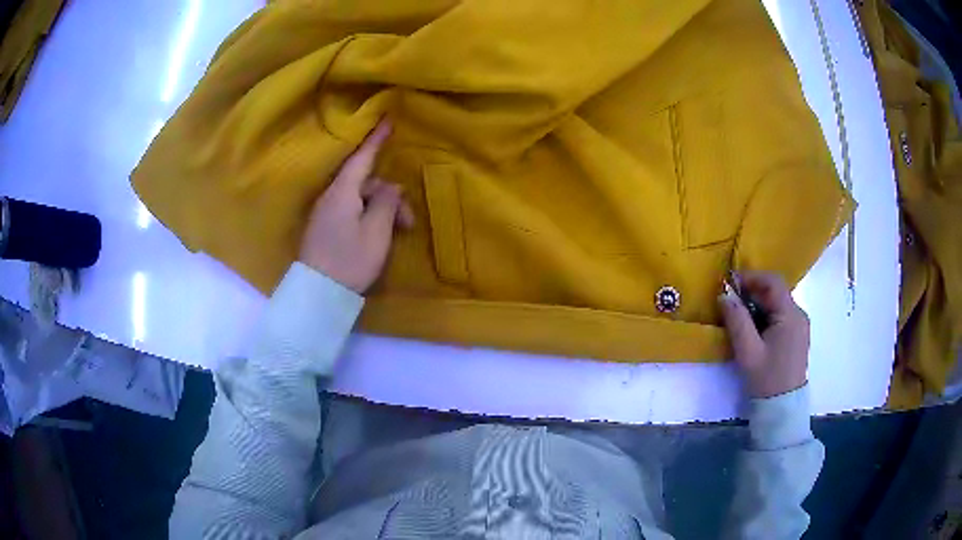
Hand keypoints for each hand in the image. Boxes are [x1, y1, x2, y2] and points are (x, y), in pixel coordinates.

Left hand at [298, 120, 413, 293]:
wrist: (317, 294)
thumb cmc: (349, 260)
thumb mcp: (377, 231)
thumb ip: (386, 203)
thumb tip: (391, 187)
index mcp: (342, 192)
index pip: (362, 157)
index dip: (376, 139)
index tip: (387, 120)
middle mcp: (331, 196)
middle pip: (365, 183)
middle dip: (390, 196)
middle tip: (408, 223)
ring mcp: (326, 213)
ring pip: (360, 199)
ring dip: (381, 210)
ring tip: (397, 233)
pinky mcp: (325, 228)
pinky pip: (351, 210)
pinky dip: (368, 217)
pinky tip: (378, 234)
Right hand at [718, 271, 809, 398]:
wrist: (782, 408)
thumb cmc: (766, 379)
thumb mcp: (748, 351)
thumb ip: (737, 321)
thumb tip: (724, 296)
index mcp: (790, 315)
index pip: (773, 282)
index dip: (751, 277)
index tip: (730, 283)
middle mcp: (799, 315)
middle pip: (775, 292)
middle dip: (752, 292)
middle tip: (730, 302)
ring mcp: (799, 326)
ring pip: (777, 304)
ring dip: (758, 305)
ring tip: (739, 316)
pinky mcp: (797, 336)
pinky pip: (780, 316)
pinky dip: (765, 316)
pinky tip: (753, 329)